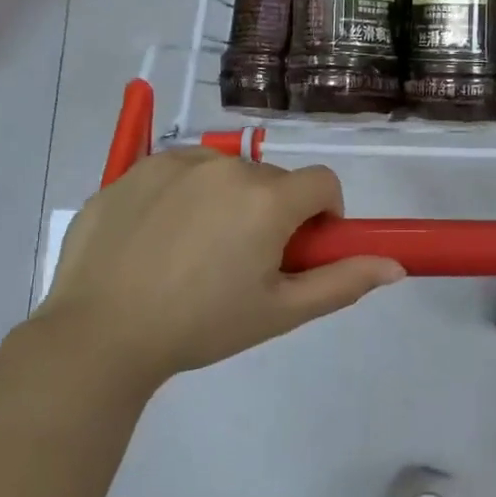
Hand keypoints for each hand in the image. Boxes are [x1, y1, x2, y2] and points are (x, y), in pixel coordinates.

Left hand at [38, 149, 404, 383]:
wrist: (100, 333)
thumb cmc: (201, 326)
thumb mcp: (280, 313)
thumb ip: (342, 283)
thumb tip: (395, 266)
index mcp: (266, 199)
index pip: (323, 182)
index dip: (323, 215)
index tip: (301, 250)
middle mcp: (224, 166)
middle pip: (271, 179)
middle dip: (272, 213)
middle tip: (243, 263)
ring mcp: (172, 163)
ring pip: (223, 172)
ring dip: (226, 200)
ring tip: (195, 253)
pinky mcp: (131, 170)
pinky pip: (176, 173)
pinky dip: (181, 196)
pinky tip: (156, 241)